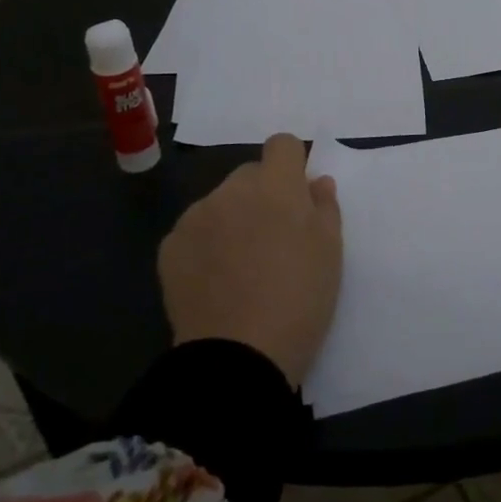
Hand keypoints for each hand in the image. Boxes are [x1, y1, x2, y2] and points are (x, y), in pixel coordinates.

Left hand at [158, 133, 342, 386]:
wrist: (237, 357)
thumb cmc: (299, 300)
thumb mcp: (330, 252)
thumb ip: (324, 207)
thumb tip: (317, 182)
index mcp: (276, 186)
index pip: (282, 144)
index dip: (292, 165)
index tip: (298, 197)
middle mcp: (232, 190)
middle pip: (250, 175)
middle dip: (263, 196)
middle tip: (273, 240)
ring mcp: (196, 216)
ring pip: (220, 202)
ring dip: (233, 219)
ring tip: (241, 266)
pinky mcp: (170, 246)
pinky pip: (194, 230)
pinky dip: (205, 245)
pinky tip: (214, 281)